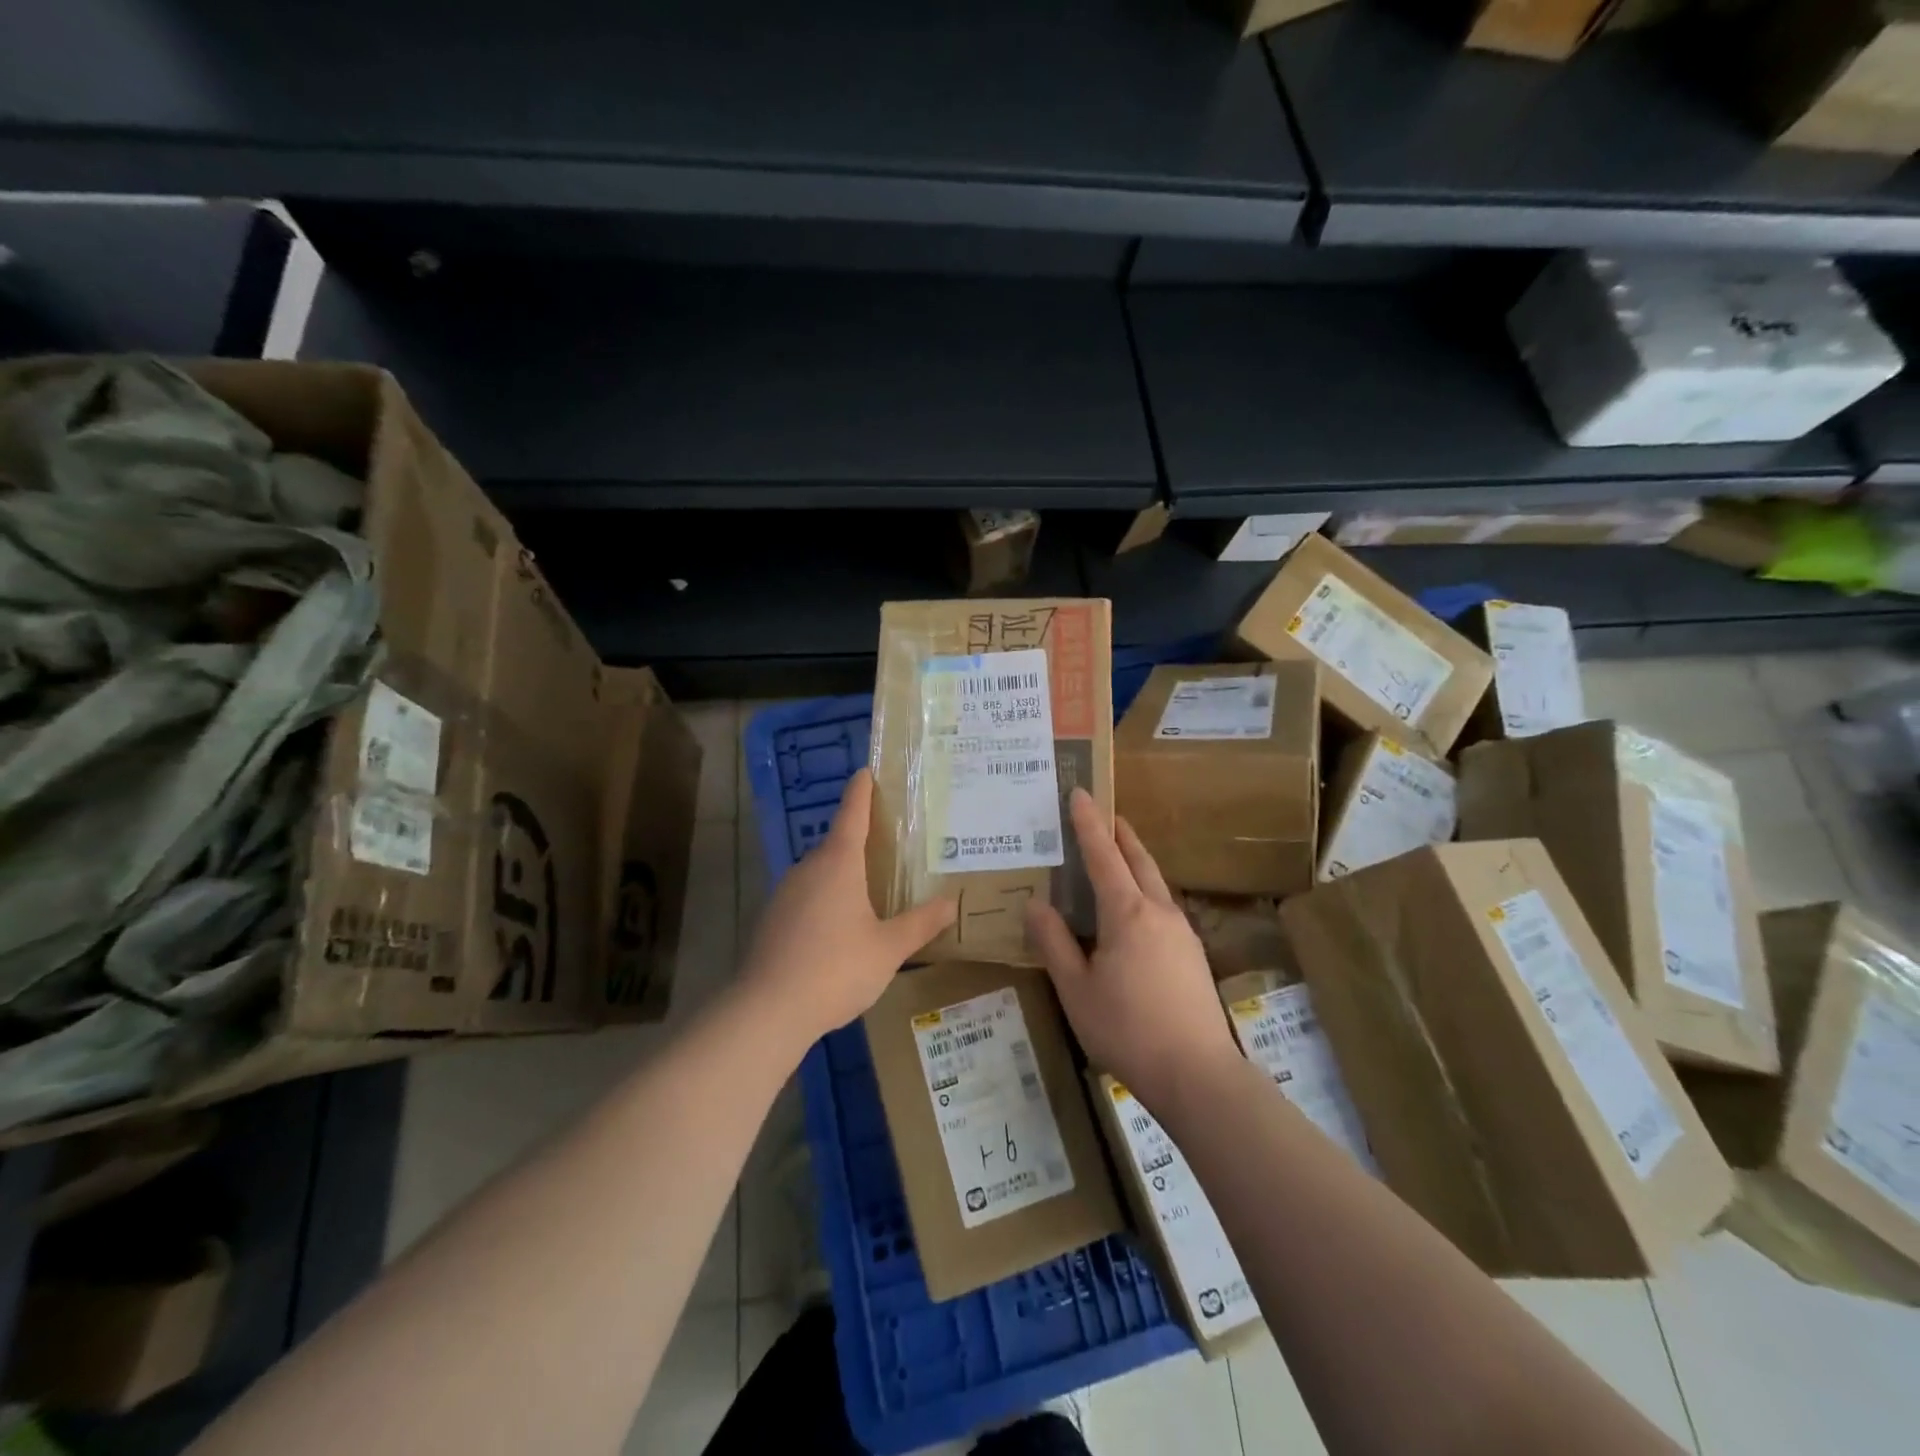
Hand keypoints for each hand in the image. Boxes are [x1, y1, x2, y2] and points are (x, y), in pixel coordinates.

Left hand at [740, 768, 956, 1043]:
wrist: (768, 1010)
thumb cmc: (836, 969)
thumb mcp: (889, 948)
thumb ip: (920, 923)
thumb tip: (951, 902)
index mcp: (839, 863)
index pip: (852, 813)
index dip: (861, 791)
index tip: (866, 771)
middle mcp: (809, 868)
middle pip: (837, 843)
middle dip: (860, 839)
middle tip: (891, 843)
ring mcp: (785, 893)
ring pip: (821, 872)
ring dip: (843, 873)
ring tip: (871, 888)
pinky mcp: (773, 919)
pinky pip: (806, 895)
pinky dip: (826, 898)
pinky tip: (840, 926)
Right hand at [1026, 789, 1238, 1106]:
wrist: (1198, 1074)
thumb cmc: (1127, 1029)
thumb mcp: (1076, 989)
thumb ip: (1054, 943)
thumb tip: (1035, 904)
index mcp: (1127, 913)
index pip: (1103, 856)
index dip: (1088, 824)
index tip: (1080, 793)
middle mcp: (1158, 911)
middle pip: (1138, 859)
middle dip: (1119, 833)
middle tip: (1103, 813)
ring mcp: (1181, 931)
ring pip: (1155, 880)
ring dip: (1135, 859)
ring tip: (1118, 852)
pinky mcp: (1192, 953)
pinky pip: (1163, 903)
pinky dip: (1145, 887)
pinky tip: (1135, 907)